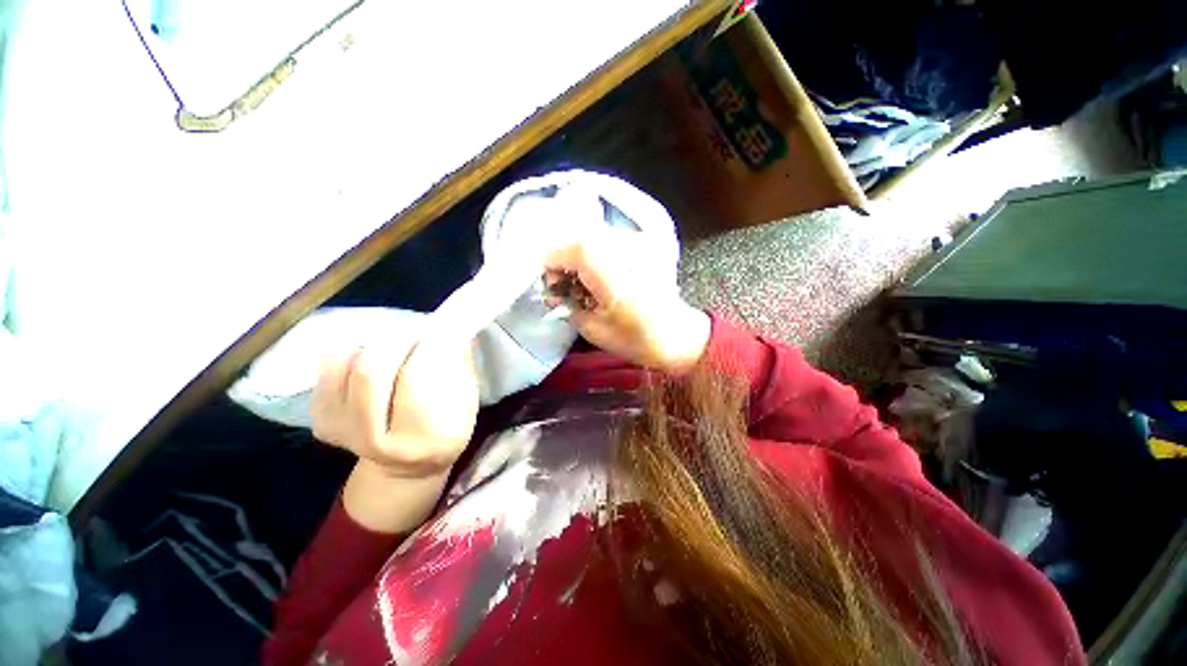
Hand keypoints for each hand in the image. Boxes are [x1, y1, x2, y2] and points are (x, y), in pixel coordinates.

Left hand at [311, 335, 478, 478]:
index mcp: (421, 438)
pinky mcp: (321, 420)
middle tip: (418, 330)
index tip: (441, 327)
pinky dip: (355, 350)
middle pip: (371, 371)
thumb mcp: (465, 403)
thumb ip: (459, 367)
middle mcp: (373, 440)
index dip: (428, 345)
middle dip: (397, 339)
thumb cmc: (445, 430)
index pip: (416, 378)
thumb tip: (453, 331)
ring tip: (399, 343)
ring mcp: (340, 431)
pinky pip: (330, 367)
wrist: (404, 466)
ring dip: (375, 344)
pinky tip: (377, 357)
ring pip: (345, 363)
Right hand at [544, 227, 710, 373]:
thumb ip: (569, 308)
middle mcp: (631, 257)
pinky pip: (610, 241)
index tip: (547, 276)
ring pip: (597, 237)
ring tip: (578, 280)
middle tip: (561, 281)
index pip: (580, 249)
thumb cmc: (636, 340)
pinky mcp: (645, 247)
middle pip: (586, 238)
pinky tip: (595, 274)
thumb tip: (554, 294)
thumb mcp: (594, 331)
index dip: (556, 257)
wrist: (676, 334)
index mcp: (618, 281)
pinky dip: (595, 254)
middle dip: (565, 257)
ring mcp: (641, 248)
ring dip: (579, 255)